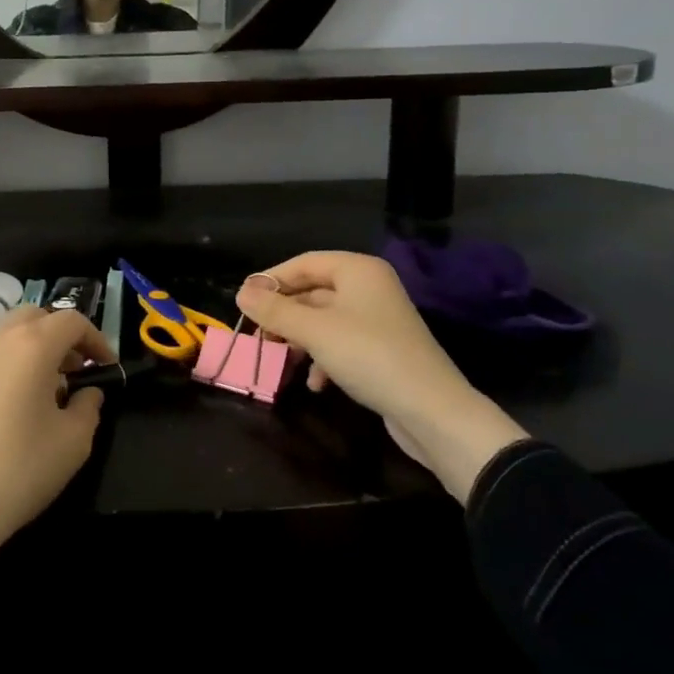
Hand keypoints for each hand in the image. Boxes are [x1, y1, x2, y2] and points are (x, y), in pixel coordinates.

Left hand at [0, 306, 111, 609]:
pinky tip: (16, 401)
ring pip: (9, 331)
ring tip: (49, 385)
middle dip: (62, 335)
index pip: (72, 320)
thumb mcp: (73, 442)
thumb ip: (89, 408)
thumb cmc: (18, 469)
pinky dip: (10, 360)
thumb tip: (87, 393)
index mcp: (32, 344)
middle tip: (77, 369)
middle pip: (36, 316)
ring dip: (34, 345)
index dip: (96, 339)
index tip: (107, 367)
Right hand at [236, 252, 529, 503]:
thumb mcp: (314, 331)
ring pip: (324, 319)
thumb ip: (275, 310)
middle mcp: (369, 287)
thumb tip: (241, 292)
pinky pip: (341, 343)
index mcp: (357, 270)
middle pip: (312, 291)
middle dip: (284, 314)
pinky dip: (323, 358)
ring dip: (300, 339)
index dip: (271, 280)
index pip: (303, 262)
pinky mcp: (382, 349)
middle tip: (259, 335)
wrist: (432, 411)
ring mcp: (377, 319)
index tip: (244, 303)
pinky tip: (316, 383)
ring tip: (283, 360)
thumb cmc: (369, 356)